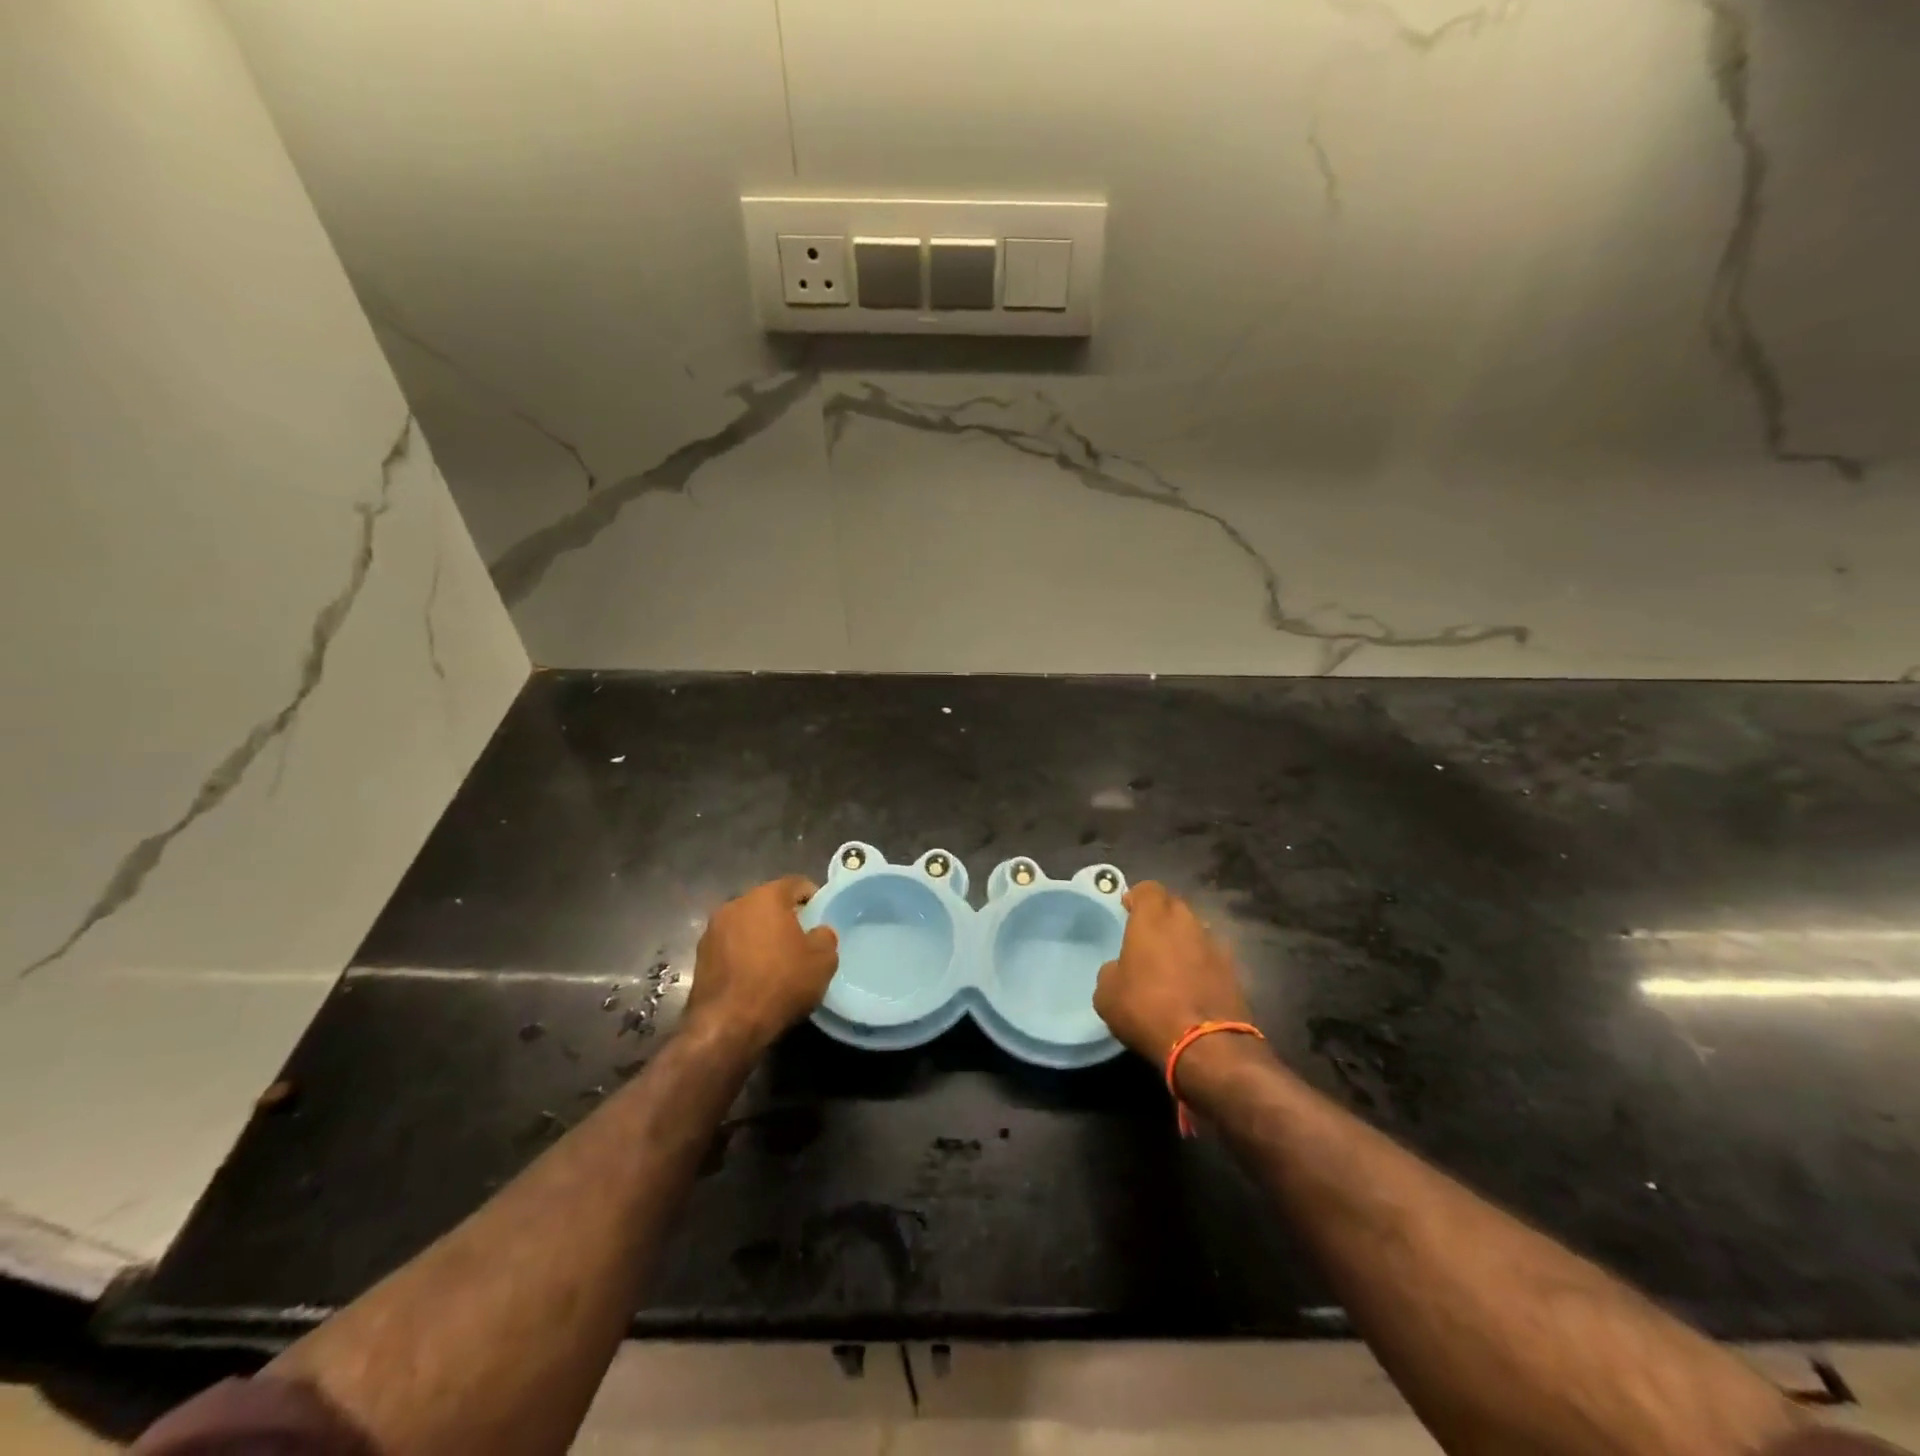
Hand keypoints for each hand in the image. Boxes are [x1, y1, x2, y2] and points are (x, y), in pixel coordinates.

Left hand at [683, 877, 838, 1053]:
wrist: (728, 1025)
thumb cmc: (780, 983)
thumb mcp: (823, 961)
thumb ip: (825, 937)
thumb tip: (818, 932)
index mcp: (766, 896)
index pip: (796, 883)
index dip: (812, 897)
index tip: (820, 918)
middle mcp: (736, 904)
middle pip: (767, 902)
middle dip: (784, 916)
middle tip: (801, 940)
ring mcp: (713, 930)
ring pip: (746, 923)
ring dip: (761, 935)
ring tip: (776, 960)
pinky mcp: (699, 956)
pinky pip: (730, 945)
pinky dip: (743, 953)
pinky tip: (754, 976)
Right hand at [1093, 881, 1252, 1066]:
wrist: (1207, 1046)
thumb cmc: (1147, 1009)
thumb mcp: (1107, 993)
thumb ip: (1112, 970)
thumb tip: (1121, 969)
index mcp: (1153, 919)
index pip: (1148, 888)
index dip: (1137, 897)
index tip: (1128, 911)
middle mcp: (1187, 922)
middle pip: (1174, 906)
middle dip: (1161, 917)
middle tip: (1147, 939)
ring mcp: (1215, 946)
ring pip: (1195, 931)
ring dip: (1183, 941)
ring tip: (1170, 965)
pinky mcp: (1234, 972)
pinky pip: (1210, 957)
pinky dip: (1200, 965)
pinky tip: (1191, 987)